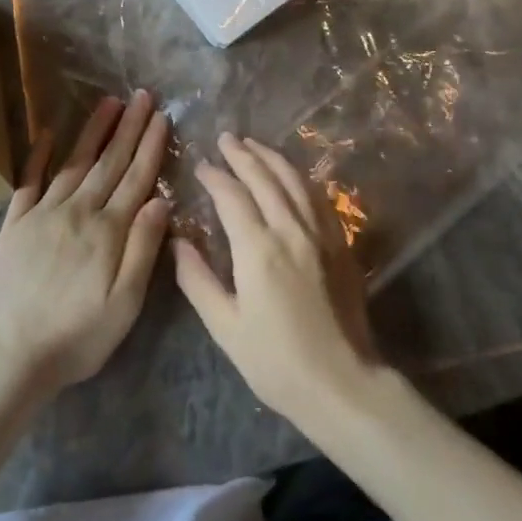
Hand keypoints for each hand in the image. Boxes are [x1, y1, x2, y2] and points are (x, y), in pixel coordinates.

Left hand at [0, 91, 170, 394]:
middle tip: (142, 95)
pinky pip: (29, 181)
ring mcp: (43, 214)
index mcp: (108, 231)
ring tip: (109, 103)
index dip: (151, 145)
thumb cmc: (79, 336)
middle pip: (109, 162)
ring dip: (94, 131)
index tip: (162, 116)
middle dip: (129, 127)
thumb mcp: (125, 303)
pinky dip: (40, 155)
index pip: (136, 177)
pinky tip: (49, 133)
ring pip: (75, 163)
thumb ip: (143, 248)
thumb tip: (161, 199)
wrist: (14, 355)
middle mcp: (78, 212)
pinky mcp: (16, 224)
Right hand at [174, 133, 379, 428]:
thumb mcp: (225, 327)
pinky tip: (293, 176)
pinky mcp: (341, 244)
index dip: (215, 176)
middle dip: (243, 155)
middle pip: (265, 178)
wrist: (342, 382)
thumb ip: (198, 280)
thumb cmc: (275, 361)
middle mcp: (291, 230)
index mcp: (258, 249)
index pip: (232, 196)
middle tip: (226, 138)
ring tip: (255, 145)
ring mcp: (321, 234)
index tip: (202, 165)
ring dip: (273, 158)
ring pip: (295, 181)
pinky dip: (300, 178)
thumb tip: (178, 242)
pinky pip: (318, 197)